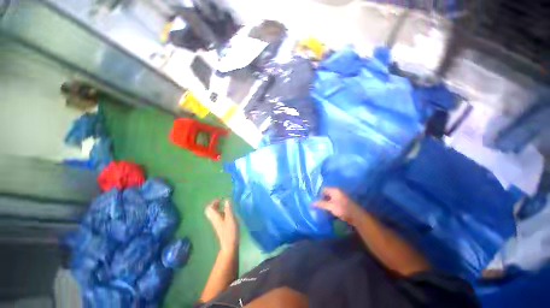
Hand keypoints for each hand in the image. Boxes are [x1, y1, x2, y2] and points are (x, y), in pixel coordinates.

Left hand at [205, 199, 238, 252]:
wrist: (230, 245)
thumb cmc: (230, 232)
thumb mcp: (231, 219)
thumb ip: (228, 209)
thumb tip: (226, 200)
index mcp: (216, 217)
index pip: (209, 208)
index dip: (213, 202)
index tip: (220, 199)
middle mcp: (214, 220)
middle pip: (210, 211)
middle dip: (215, 205)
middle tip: (222, 201)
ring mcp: (217, 224)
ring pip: (214, 214)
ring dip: (218, 208)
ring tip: (226, 206)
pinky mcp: (221, 226)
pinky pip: (218, 217)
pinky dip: (222, 213)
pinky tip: (229, 213)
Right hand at [314, 188, 361, 225]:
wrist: (357, 216)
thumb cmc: (343, 209)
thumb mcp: (330, 206)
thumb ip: (320, 204)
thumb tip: (311, 203)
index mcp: (334, 190)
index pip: (323, 189)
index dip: (318, 194)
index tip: (315, 201)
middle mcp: (337, 192)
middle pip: (326, 194)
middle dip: (321, 199)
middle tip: (317, 205)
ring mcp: (340, 197)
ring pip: (330, 199)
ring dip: (326, 203)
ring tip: (322, 209)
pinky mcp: (342, 203)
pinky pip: (333, 202)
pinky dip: (330, 205)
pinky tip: (328, 211)